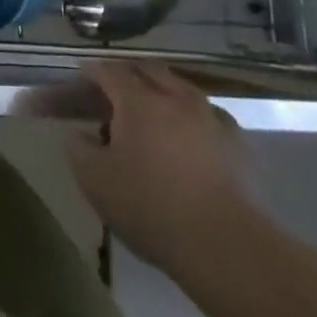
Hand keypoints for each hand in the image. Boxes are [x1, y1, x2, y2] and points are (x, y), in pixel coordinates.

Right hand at [68, 62, 254, 272]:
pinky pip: (206, 115)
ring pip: (179, 89)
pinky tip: (187, 138)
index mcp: (138, 101)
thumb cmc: (153, 208)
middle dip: (125, 75)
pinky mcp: (238, 143)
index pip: (108, 71)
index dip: (89, 73)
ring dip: (159, 93)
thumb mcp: (96, 181)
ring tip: (148, 113)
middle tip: (110, 92)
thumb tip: (78, 133)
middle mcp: (176, 97)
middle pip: (146, 70)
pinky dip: (189, 118)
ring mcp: (212, 117)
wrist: (229, 246)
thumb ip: (78, 149)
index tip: (79, 78)